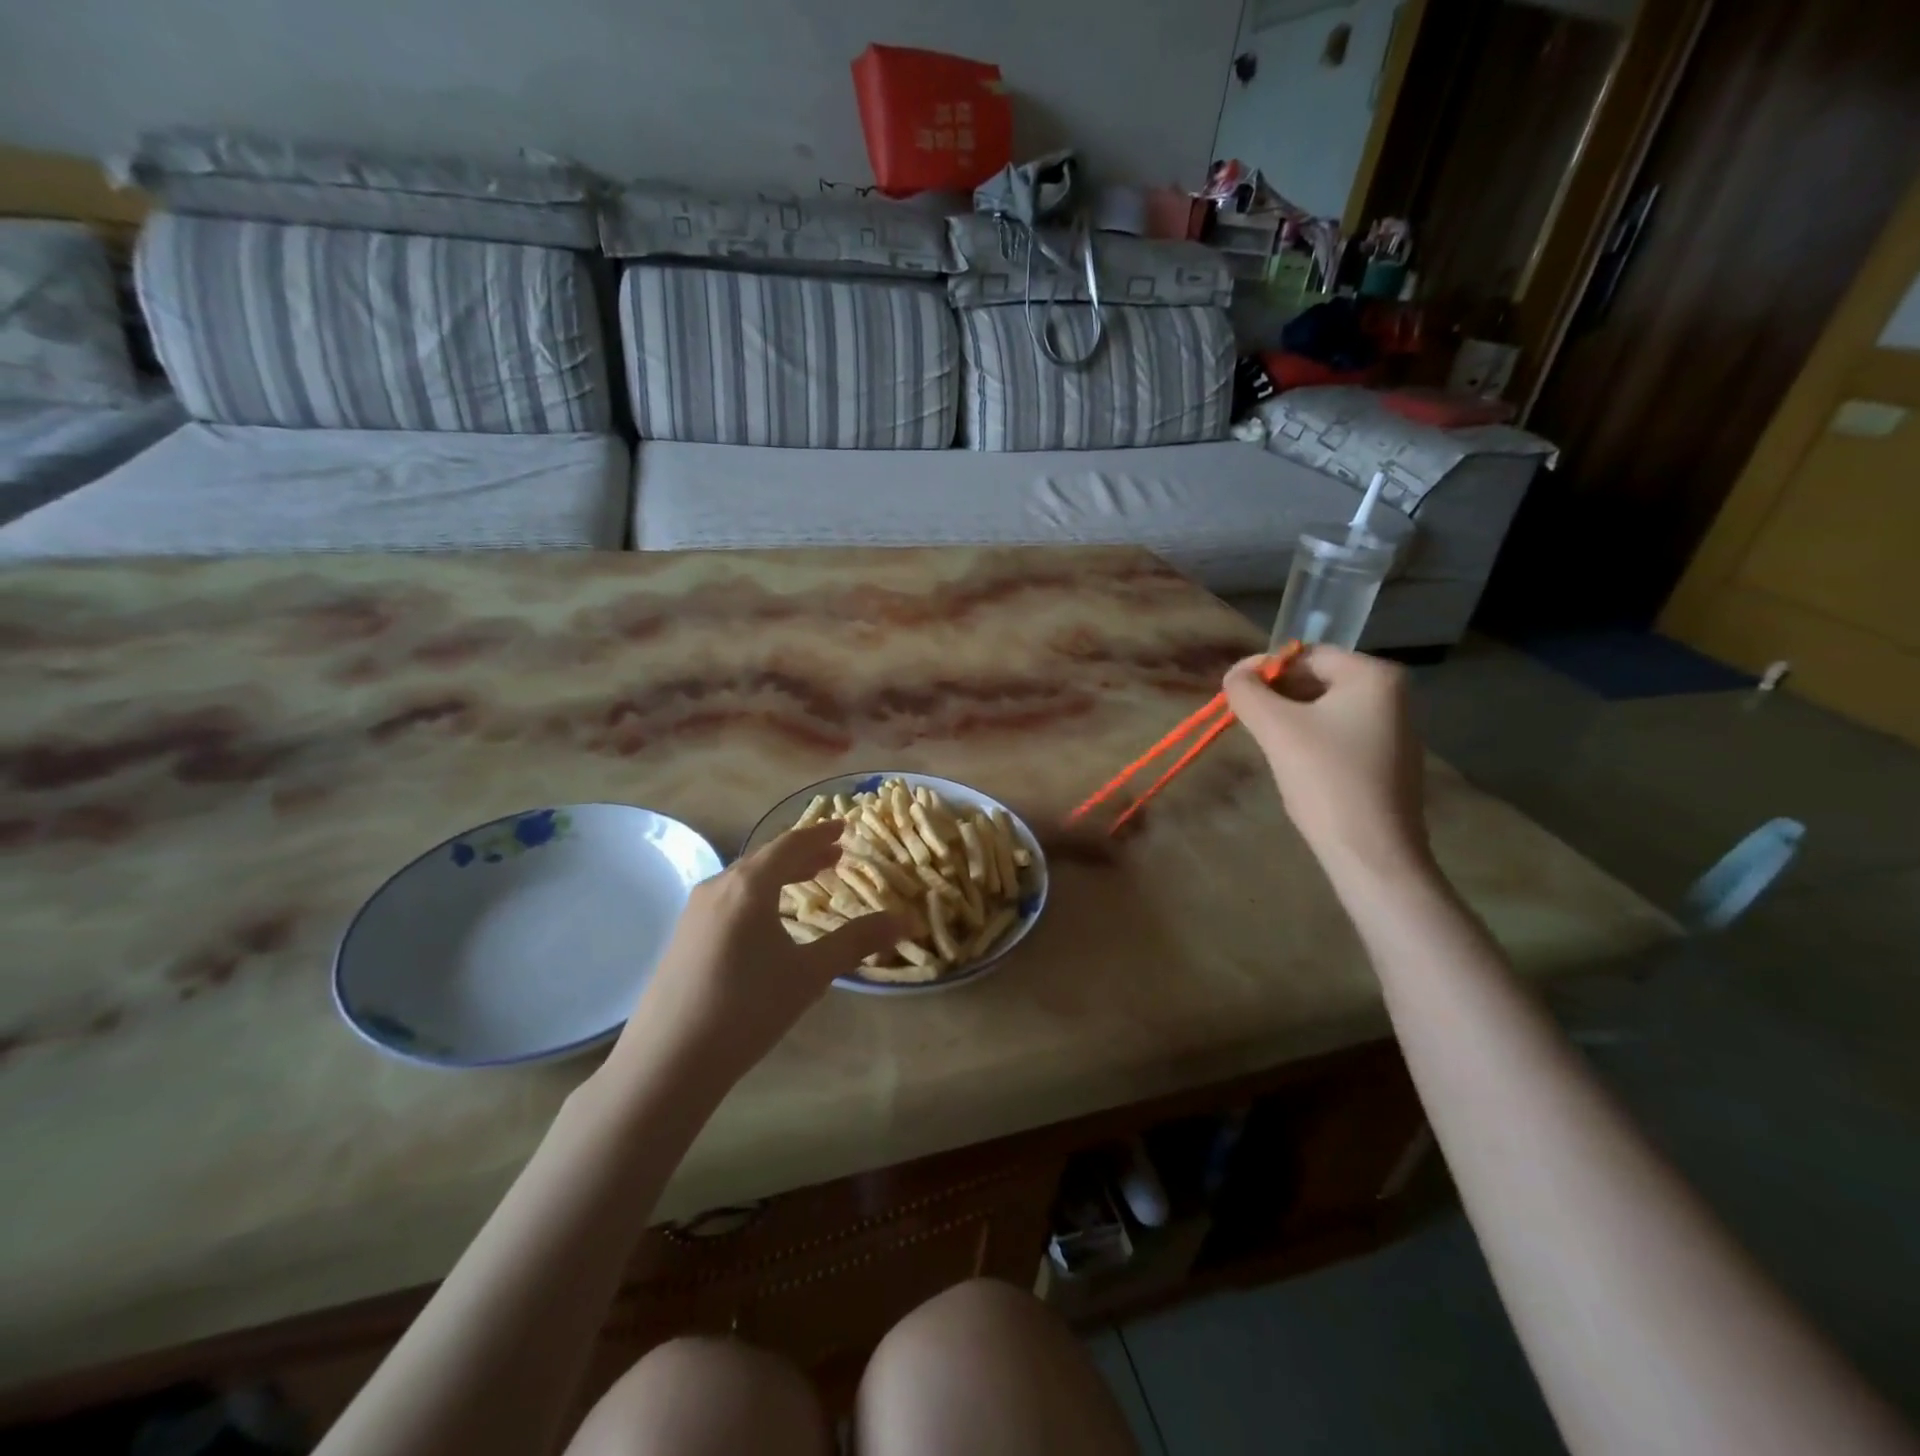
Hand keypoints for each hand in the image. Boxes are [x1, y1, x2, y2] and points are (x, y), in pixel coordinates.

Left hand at [604, 822, 904, 1095]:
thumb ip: (857, 941)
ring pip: (744, 879)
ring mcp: (694, 912)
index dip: (819, 833)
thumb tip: (905, 920)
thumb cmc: (747, 1008)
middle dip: (803, 854)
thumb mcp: (810, 974)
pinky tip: (765, 921)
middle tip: (833, 855)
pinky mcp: (682, 937)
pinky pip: (728, 899)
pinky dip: (757, 895)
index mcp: (749, 885)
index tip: (843, 826)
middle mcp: (718, 887)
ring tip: (805, 881)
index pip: (791, 844)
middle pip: (766, 858)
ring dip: (779, 875)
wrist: (667, 1061)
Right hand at [1224, 647, 1431, 880]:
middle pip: (1316, 680)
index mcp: (1374, 676)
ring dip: (1289, 720)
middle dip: (1277, 697)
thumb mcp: (1277, 729)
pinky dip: (1309, 741)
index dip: (1264, 670)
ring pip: (1324, 709)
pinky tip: (1295, 766)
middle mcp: (1392, 695)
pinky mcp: (1386, 760)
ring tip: (1268, 746)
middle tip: (1247, 723)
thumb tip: (1235, 674)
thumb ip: (1248, 692)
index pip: (1306, 655)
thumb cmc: (1327, 781)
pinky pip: (1338, 734)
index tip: (1234, 696)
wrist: (1372, 855)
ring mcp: (1393, 729)